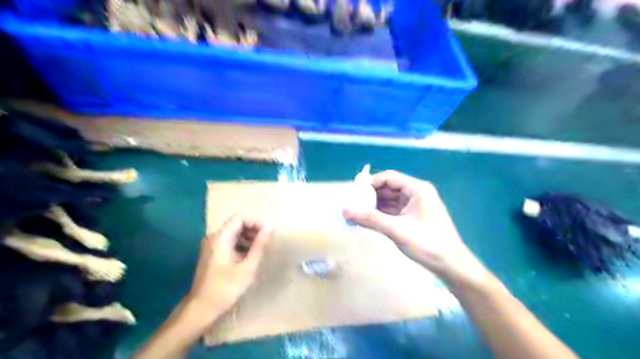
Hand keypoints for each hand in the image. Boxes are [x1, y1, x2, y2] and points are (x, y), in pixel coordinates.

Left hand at [186, 214, 272, 320]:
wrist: (201, 309)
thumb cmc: (226, 288)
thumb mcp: (247, 267)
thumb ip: (259, 245)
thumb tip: (271, 226)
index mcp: (220, 238)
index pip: (240, 218)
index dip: (256, 222)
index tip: (268, 233)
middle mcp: (214, 238)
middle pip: (236, 224)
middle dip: (253, 230)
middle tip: (266, 242)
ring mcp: (211, 246)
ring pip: (233, 233)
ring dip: (248, 238)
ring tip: (260, 250)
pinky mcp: (212, 254)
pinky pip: (229, 242)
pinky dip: (241, 245)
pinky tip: (249, 258)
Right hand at [346, 169, 491, 287]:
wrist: (451, 266)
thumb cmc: (428, 244)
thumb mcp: (397, 230)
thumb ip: (370, 219)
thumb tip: (346, 210)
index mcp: (417, 189)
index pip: (389, 177)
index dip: (370, 183)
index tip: (353, 193)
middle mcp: (416, 193)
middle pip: (388, 188)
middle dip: (370, 195)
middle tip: (352, 204)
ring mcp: (415, 206)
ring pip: (390, 200)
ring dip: (374, 206)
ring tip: (356, 212)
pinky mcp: (413, 217)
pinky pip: (393, 211)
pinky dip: (381, 214)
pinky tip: (367, 220)